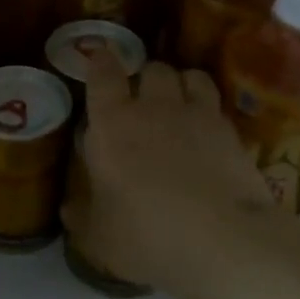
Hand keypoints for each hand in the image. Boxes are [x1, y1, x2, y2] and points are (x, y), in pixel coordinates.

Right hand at [61, 48, 277, 296]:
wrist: (221, 241)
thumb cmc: (145, 235)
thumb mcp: (99, 237)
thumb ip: (82, 218)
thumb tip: (69, 209)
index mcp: (112, 124)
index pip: (103, 74)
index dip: (101, 61)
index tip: (99, 57)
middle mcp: (153, 108)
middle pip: (151, 68)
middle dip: (145, 78)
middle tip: (141, 100)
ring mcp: (197, 115)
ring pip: (189, 75)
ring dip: (180, 84)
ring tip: (178, 104)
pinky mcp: (231, 131)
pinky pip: (216, 103)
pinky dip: (208, 108)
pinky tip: (207, 131)